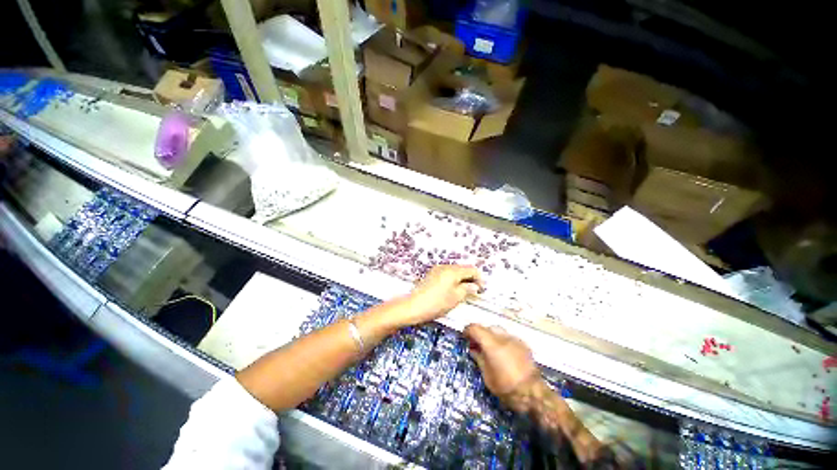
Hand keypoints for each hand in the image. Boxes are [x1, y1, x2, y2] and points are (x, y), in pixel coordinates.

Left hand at [402, 265, 481, 325]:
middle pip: (463, 268)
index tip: (482, 289)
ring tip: (464, 291)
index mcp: (453, 271)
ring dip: (462, 278)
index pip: (472, 269)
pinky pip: (447, 273)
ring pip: (454, 271)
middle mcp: (445, 266)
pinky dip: (453, 279)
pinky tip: (452, 289)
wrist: (414, 306)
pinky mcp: (431, 274)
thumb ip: (467, 289)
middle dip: (470, 278)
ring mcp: (437, 269)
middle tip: (474, 291)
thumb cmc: (437, 303)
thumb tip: (474, 286)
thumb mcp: (456, 298)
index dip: (479, 278)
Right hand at [464, 324, 541, 413]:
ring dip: (491, 337)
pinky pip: (508, 338)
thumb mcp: (487, 376)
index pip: (475, 328)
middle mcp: (503, 337)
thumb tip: (473, 349)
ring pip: (498, 331)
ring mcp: (514, 339)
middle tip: (476, 346)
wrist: (533, 393)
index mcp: (491, 343)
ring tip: (490, 350)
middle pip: (487, 328)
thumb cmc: (506, 387)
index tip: (464, 337)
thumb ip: (479, 359)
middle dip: (480, 334)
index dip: (467, 330)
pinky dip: (502, 342)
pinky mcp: (523, 345)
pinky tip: (503, 354)